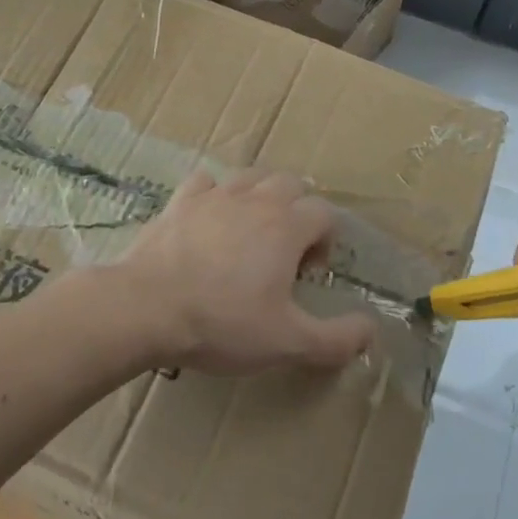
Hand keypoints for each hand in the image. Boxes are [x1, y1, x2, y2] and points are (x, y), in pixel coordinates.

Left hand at [118, 168, 375, 375]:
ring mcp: (215, 195)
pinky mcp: (180, 202)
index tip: (308, 275)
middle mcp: (255, 199)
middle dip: (297, 211)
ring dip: (259, 198)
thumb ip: (337, 339)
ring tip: (250, 234)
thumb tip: (371, 331)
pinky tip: (208, 221)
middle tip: (283, 253)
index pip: (325, 212)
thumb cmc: (222, 323)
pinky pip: (205, 183)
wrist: (146, 308)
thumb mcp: (288, 342)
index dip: (325, 241)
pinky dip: (214, 195)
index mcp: (287, 225)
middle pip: (291, 184)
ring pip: (250, 177)